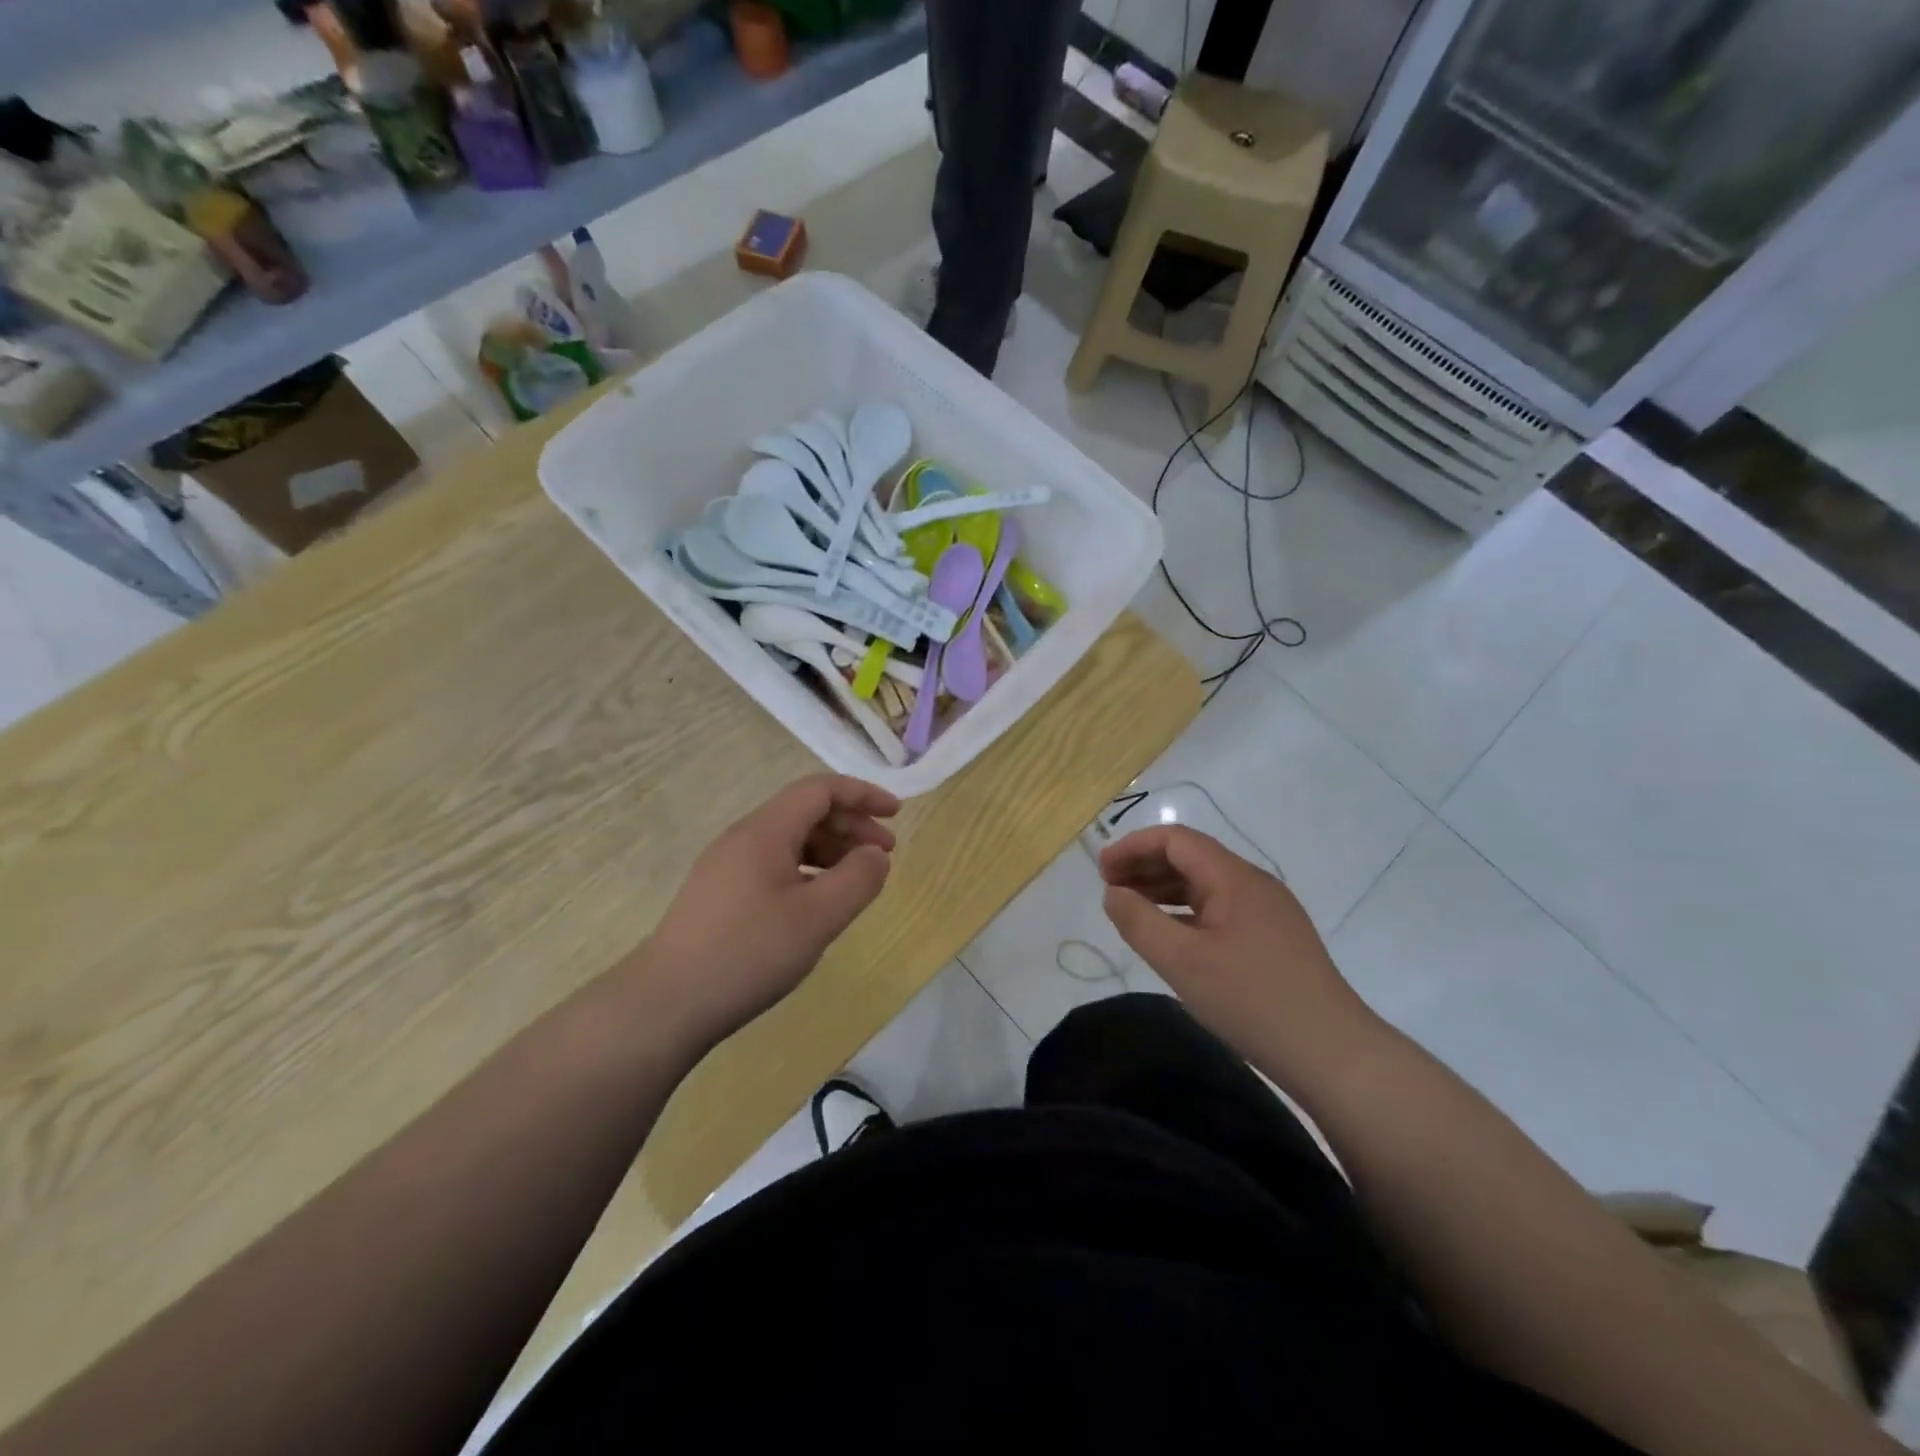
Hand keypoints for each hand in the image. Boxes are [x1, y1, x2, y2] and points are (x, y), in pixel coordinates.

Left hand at [636, 775, 899, 1052]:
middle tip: (886, 853)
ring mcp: (727, 866)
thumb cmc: (748, 953)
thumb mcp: (818, 917)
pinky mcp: (720, 894)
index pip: (820, 790)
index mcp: (765, 831)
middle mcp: (744, 838)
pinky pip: (774, 864)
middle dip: (851, 825)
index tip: (896, 814)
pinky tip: (819, 901)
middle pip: (805, 811)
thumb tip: (876, 855)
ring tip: (858, 879)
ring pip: (790, 840)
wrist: (665, 1004)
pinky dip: (807, 870)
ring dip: (831, 849)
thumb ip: (858, 879)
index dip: (862, 795)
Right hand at [1099, 826, 1378, 1073]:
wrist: (1334, 1055)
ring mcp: (1268, 912)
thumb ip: (1139, 921)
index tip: (1100, 871)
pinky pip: (1220, 910)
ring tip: (1131, 909)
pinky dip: (1187, 912)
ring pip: (1206, 885)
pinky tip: (1171, 936)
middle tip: (1109, 890)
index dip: (1133, 847)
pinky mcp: (1274, 940)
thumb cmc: (1251, 1001)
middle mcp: (1253, 884)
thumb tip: (1113, 893)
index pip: (1176, 840)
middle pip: (1191, 858)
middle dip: (1145, 866)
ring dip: (1164, 889)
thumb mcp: (1182, 962)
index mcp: (1234, 878)